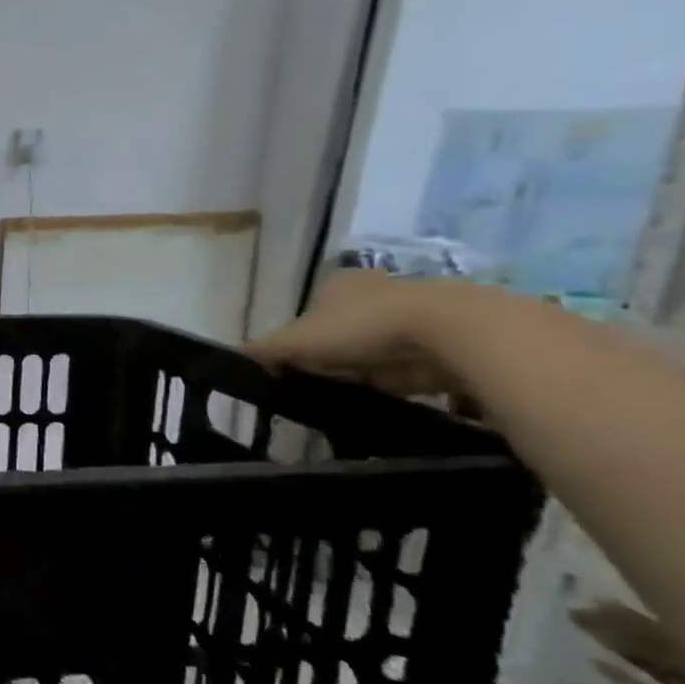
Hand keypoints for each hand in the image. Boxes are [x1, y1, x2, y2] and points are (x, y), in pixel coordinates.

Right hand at [246, 271, 466, 398]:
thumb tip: (235, 357)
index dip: (300, 341)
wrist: (449, 333)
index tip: (297, 368)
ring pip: (375, 350)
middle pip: (342, 332)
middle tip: (321, 386)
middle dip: (333, 358)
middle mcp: (375, 292)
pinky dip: (397, 383)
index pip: (309, 314)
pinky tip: (387, 399)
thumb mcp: (297, 340)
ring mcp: (412, 316)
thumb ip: (265, 349)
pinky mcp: (443, 342)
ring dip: (366, 373)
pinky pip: (408, 367)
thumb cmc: (361, 327)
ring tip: (353, 398)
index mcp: (339, 284)